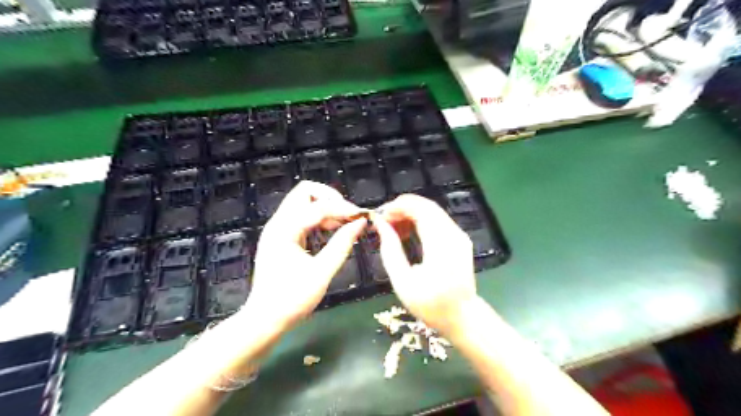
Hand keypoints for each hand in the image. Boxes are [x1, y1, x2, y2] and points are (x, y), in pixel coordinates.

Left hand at [247, 181, 364, 330]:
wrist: (265, 320)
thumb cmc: (292, 300)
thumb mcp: (322, 272)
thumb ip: (342, 244)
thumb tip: (360, 223)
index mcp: (284, 230)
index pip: (318, 206)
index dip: (343, 208)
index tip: (362, 217)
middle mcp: (278, 223)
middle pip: (305, 192)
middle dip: (330, 198)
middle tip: (349, 215)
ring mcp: (279, 229)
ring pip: (304, 203)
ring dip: (325, 207)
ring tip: (344, 224)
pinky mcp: (282, 237)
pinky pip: (302, 217)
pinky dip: (319, 218)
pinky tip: (332, 231)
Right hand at [374, 194, 477, 336]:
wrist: (462, 317)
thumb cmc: (431, 305)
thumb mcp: (403, 282)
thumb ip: (390, 250)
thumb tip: (380, 224)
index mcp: (441, 244)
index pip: (420, 209)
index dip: (398, 206)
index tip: (380, 216)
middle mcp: (453, 234)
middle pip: (426, 206)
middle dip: (402, 208)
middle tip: (383, 222)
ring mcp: (459, 235)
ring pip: (432, 211)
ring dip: (410, 214)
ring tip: (392, 228)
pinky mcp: (459, 238)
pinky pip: (437, 220)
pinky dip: (420, 220)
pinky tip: (407, 233)